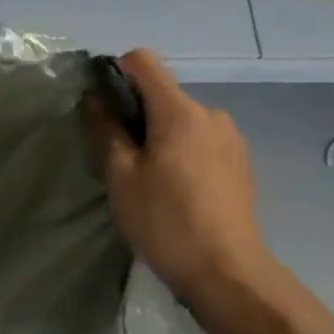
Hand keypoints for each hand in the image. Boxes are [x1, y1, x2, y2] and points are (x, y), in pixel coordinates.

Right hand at [90, 51, 275, 300]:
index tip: (100, 105)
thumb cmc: (165, 220)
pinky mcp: (240, 161)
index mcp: (180, 111)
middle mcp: (210, 114)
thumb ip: (106, 128)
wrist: (226, 271)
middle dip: (136, 112)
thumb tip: (93, 96)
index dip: (116, 72)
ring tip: (146, 176)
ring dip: (159, 134)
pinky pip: (200, 140)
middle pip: (163, 93)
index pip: (144, 62)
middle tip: (117, 154)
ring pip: (182, 119)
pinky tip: (174, 188)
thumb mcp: (121, 175)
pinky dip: (181, 150)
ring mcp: (231, 138)